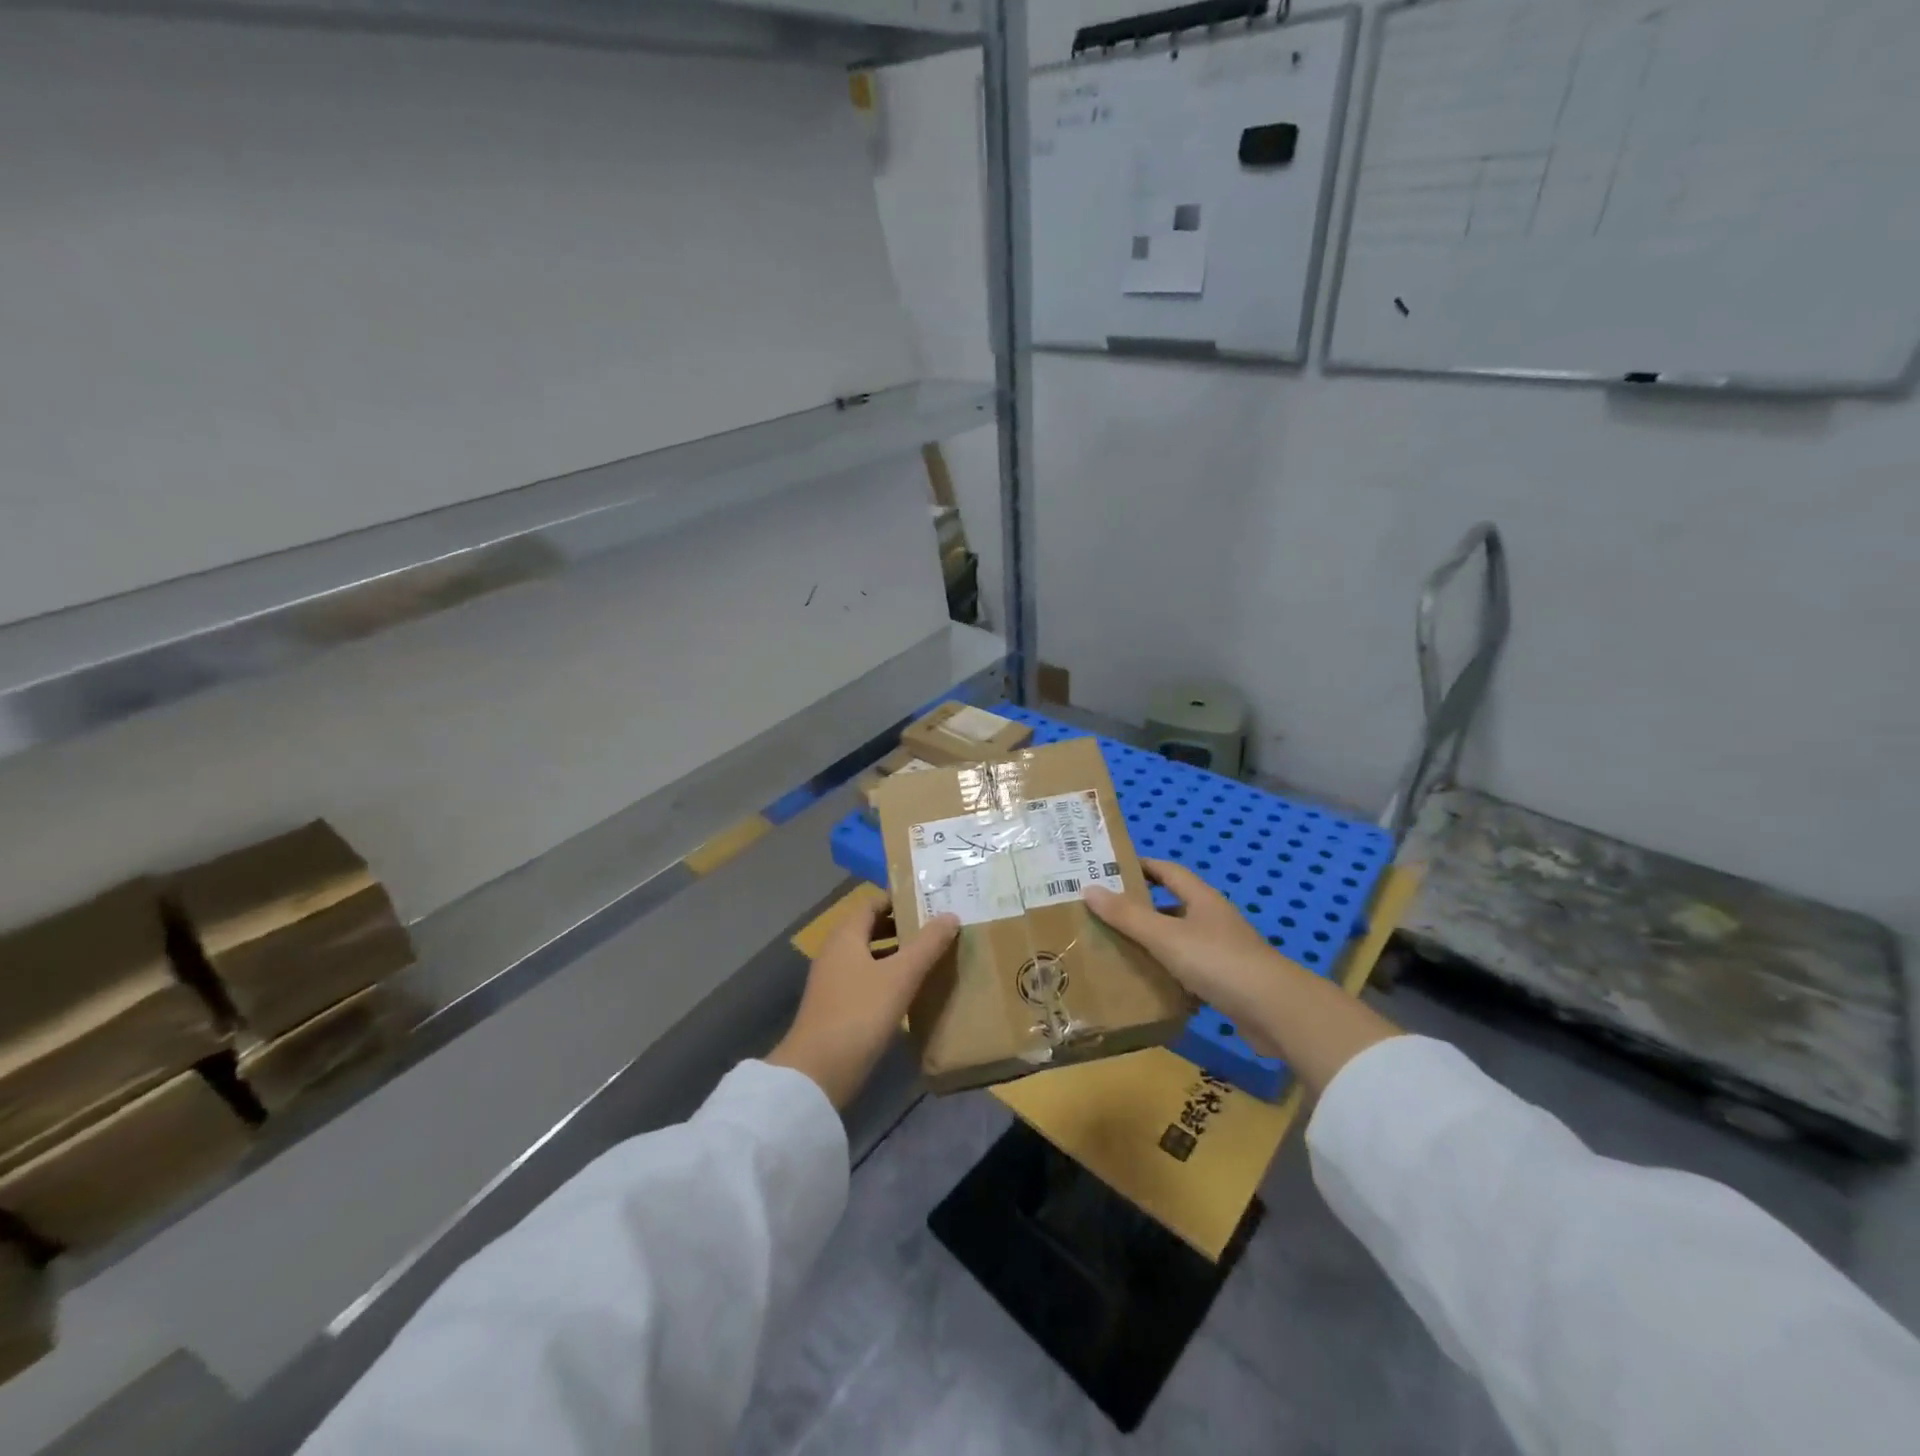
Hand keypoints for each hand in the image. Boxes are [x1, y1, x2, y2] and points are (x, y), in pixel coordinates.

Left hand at [767, 897, 958, 1109]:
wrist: (818, 1072)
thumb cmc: (860, 1013)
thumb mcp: (900, 976)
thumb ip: (927, 944)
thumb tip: (950, 915)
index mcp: (846, 936)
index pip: (872, 903)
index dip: (899, 900)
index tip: (929, 903)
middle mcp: (835, 952)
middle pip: (870, 928)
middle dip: (902, 927)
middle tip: (936, 929)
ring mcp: (833, 981)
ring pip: (869, 956)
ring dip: (896, 954)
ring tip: (931, 957)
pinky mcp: (837, 1007)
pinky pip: (866, 980)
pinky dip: (887, 977)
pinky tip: (910, 990)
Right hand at [1084, 859, 1289, 1054]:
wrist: (1276, 1011)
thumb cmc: (1218, 961)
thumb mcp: (1166, 936)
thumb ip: (1128, 916)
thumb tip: (1089, 889)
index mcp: (1202, 899)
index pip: (1169, 871)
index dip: (1142, 866)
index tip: (1112, 869)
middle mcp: (1214, 920)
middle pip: (1173, 906)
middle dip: (1142, 908)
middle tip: (1105, 914)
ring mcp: (1224, 952)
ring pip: (1181, 940)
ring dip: (1154, 944)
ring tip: (1118, 950)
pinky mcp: (1228, 983)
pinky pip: (1191, 972)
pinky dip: (1170, 975)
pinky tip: (1149, 986)